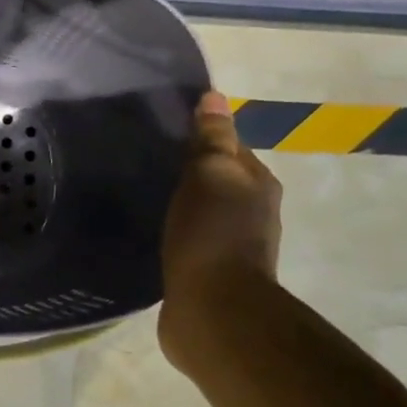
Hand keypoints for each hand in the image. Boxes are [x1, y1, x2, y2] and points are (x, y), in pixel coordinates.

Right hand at [157, 90, 282, 369]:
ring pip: (206, 215)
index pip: (232, 149)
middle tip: (151, 166)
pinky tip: (153, 236)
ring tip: (148, 200)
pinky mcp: (210, 277)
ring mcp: (234, 249)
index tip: (167, 135)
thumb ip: (211, 139)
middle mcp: (254, 215)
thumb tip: (214, 96)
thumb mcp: (209, 175)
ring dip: (185, 208)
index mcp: (259, 186)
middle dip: (193, 175)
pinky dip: (177, 237)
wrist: (213, 310)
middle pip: (222, 183)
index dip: (204, 140)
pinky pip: (192, 245)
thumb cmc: (211, 235)